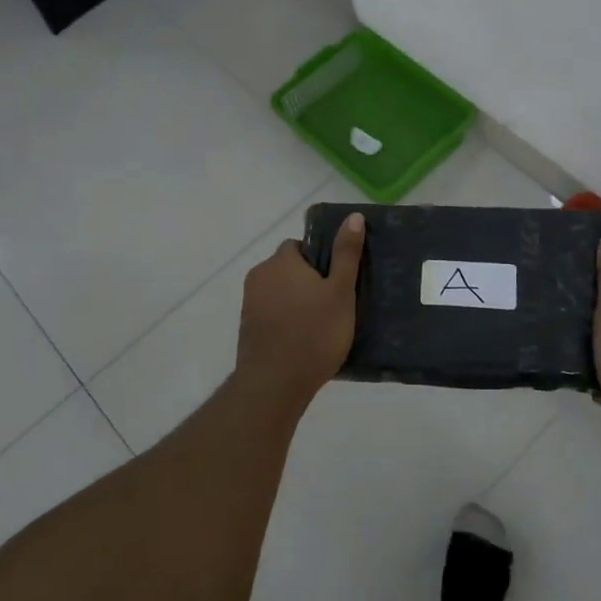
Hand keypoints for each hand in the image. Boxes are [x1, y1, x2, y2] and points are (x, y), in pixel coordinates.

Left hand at [235, 213, 364, 405]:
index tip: (336, 281)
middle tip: (333, 304)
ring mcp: (249, 303)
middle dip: (308, 281)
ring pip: (279, 292)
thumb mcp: (341, 291)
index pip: (299, 246)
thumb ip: (346, 253)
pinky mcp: (246, 328)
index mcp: (281, 261)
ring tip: (321, 325)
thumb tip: (353, 216)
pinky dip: (285, 320)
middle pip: (288, 269)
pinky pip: (271, 313)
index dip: (320, 260)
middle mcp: (260, 275)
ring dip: (296, 301)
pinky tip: (302, 340)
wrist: (275, 383)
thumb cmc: (314, 333)